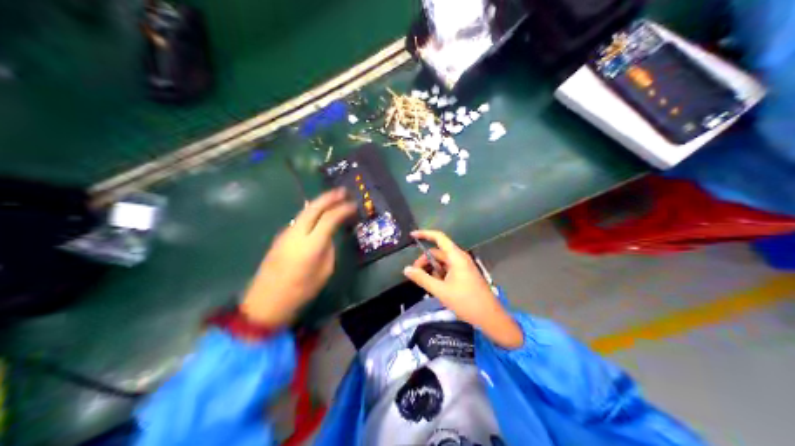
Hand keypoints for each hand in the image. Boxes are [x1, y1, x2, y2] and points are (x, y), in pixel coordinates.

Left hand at [237, 188, 355, 327]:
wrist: (266, 301)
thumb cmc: (300, 292)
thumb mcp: (324, 273)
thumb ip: (328, 251)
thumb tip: (328, 238)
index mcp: (311, 244)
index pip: (329, 218)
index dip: (343, 209)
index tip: (354, 205)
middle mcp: (296, 232)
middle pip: (314, 207)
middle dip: (329, 197)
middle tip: (343, 191)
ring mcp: (285, 233)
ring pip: (304, 212)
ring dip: (319, 203)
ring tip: (332, 200)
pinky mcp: (280, 238)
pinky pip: (298, 220)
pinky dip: (310, 213)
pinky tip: (317, 215)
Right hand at [401, 232, 525, 349]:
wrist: (489, 316)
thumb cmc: (466, 302)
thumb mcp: (440, 291)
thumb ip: (422, 278)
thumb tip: (406, 269)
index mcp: (456, 257)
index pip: (439, 238)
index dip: (425, 234)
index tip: (411, 235)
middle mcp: (460, 258)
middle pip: (438, 252)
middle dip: (425, 260)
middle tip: (414, 274)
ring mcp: (464, 267)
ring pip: (442, 262)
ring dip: (432, 270)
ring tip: (426, 284)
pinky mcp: (465, 275)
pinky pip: (448, 270)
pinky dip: (440, 275)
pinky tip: (436, 288)